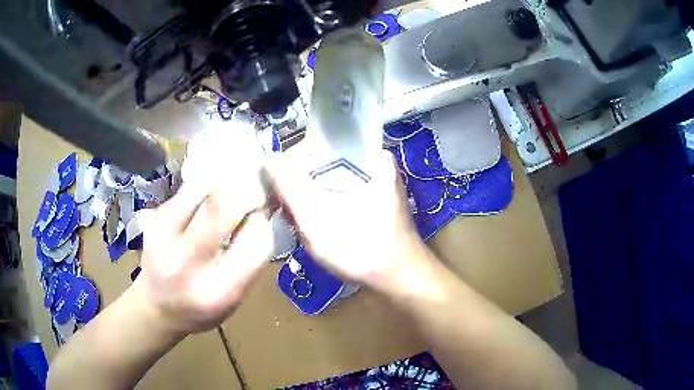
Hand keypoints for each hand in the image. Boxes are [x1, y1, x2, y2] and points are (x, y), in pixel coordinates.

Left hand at [135, 125, 272, 334]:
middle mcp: (188, 264)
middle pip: (224, 208)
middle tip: (258, 189)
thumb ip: (250, 261)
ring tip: (235, 187)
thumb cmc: (202, 309)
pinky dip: (207, 186)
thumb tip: (263, 213)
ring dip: (226, 183)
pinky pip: (188, 190)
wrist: (157, 308)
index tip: (267, 215)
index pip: (255, 245)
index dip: (264, 223)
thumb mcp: (234, 299)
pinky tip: (211, 194)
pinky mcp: (154, 219)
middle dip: (249, 192)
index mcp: (217, 293)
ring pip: (203, 189)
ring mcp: (165, 237)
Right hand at [271, 150, 427, 289]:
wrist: (398, 279)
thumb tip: (269, 157)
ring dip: (313, 194)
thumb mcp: (317, 216)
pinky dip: (327, 203)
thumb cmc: (362, 247)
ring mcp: (378, 184)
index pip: (323, 142)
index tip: (280, 179)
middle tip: (288, 204)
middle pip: (328, 161)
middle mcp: (377, 164)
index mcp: (371, 155)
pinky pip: (343, 193)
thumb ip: (290, 186)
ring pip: (334, 179)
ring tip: (298, 214)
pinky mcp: (375, 202)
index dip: (296, 158)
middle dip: (304, 181)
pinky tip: (316, 221)